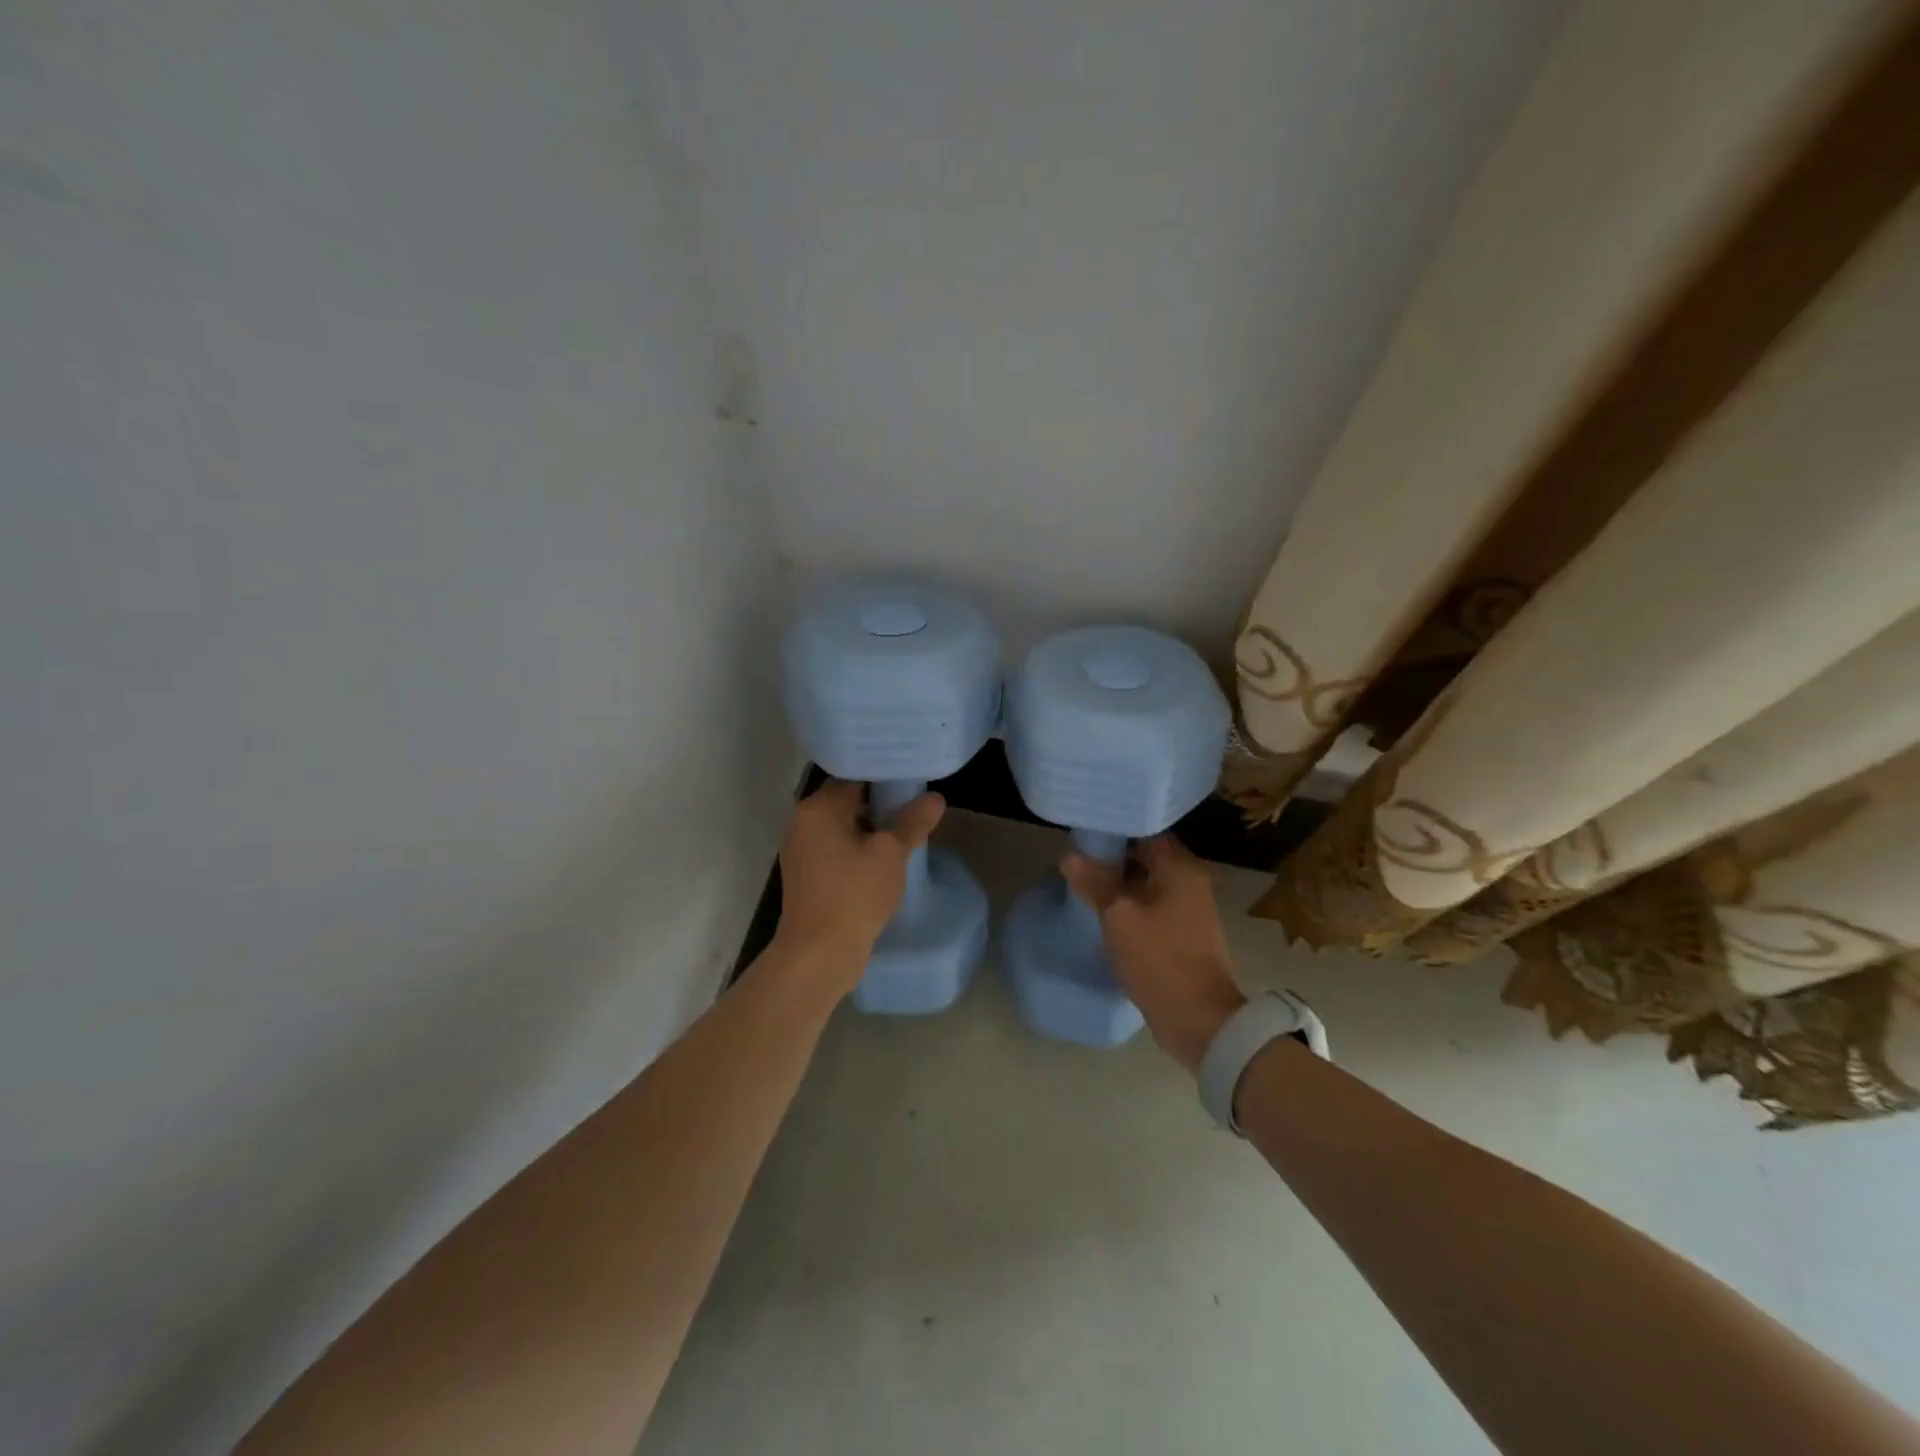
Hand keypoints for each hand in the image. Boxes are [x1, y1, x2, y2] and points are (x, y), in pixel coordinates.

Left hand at [774, 779, 945, 987]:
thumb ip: (912, 822)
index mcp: (817, 808)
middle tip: (915, 807)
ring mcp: (801, 850)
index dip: (885, 777)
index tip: (913, 781)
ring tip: (905, 832)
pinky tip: (884, 860)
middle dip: (880, 804)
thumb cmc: (854, 895)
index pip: (854, 776)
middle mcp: (802, 822)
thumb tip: (935, 798)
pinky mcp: (807, 875)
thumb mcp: (891, 854)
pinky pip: (836, 849)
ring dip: (870, 829)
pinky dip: (858, 849)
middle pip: (847, 800)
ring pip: (842, 827)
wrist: (818, 954)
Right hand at [1062, 835, 1245, 1072]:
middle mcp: (1190, 880)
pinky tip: (1103, 910)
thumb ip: (1095, 882)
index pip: (1145, 830)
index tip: (1084, 830)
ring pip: (1147, 882)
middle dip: (1112, 856)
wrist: (1199, 1020)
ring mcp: (1189, 908)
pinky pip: (1152, 905)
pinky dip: (1130, 903)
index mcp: (1180, 867)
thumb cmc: (1160, 959)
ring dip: (1119, 881)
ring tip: (1083, 881)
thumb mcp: (1119, 917)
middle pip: (1146, 855)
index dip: (1114, 829)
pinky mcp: (1183, 932)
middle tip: (1076, 857)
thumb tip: (1069, 855)